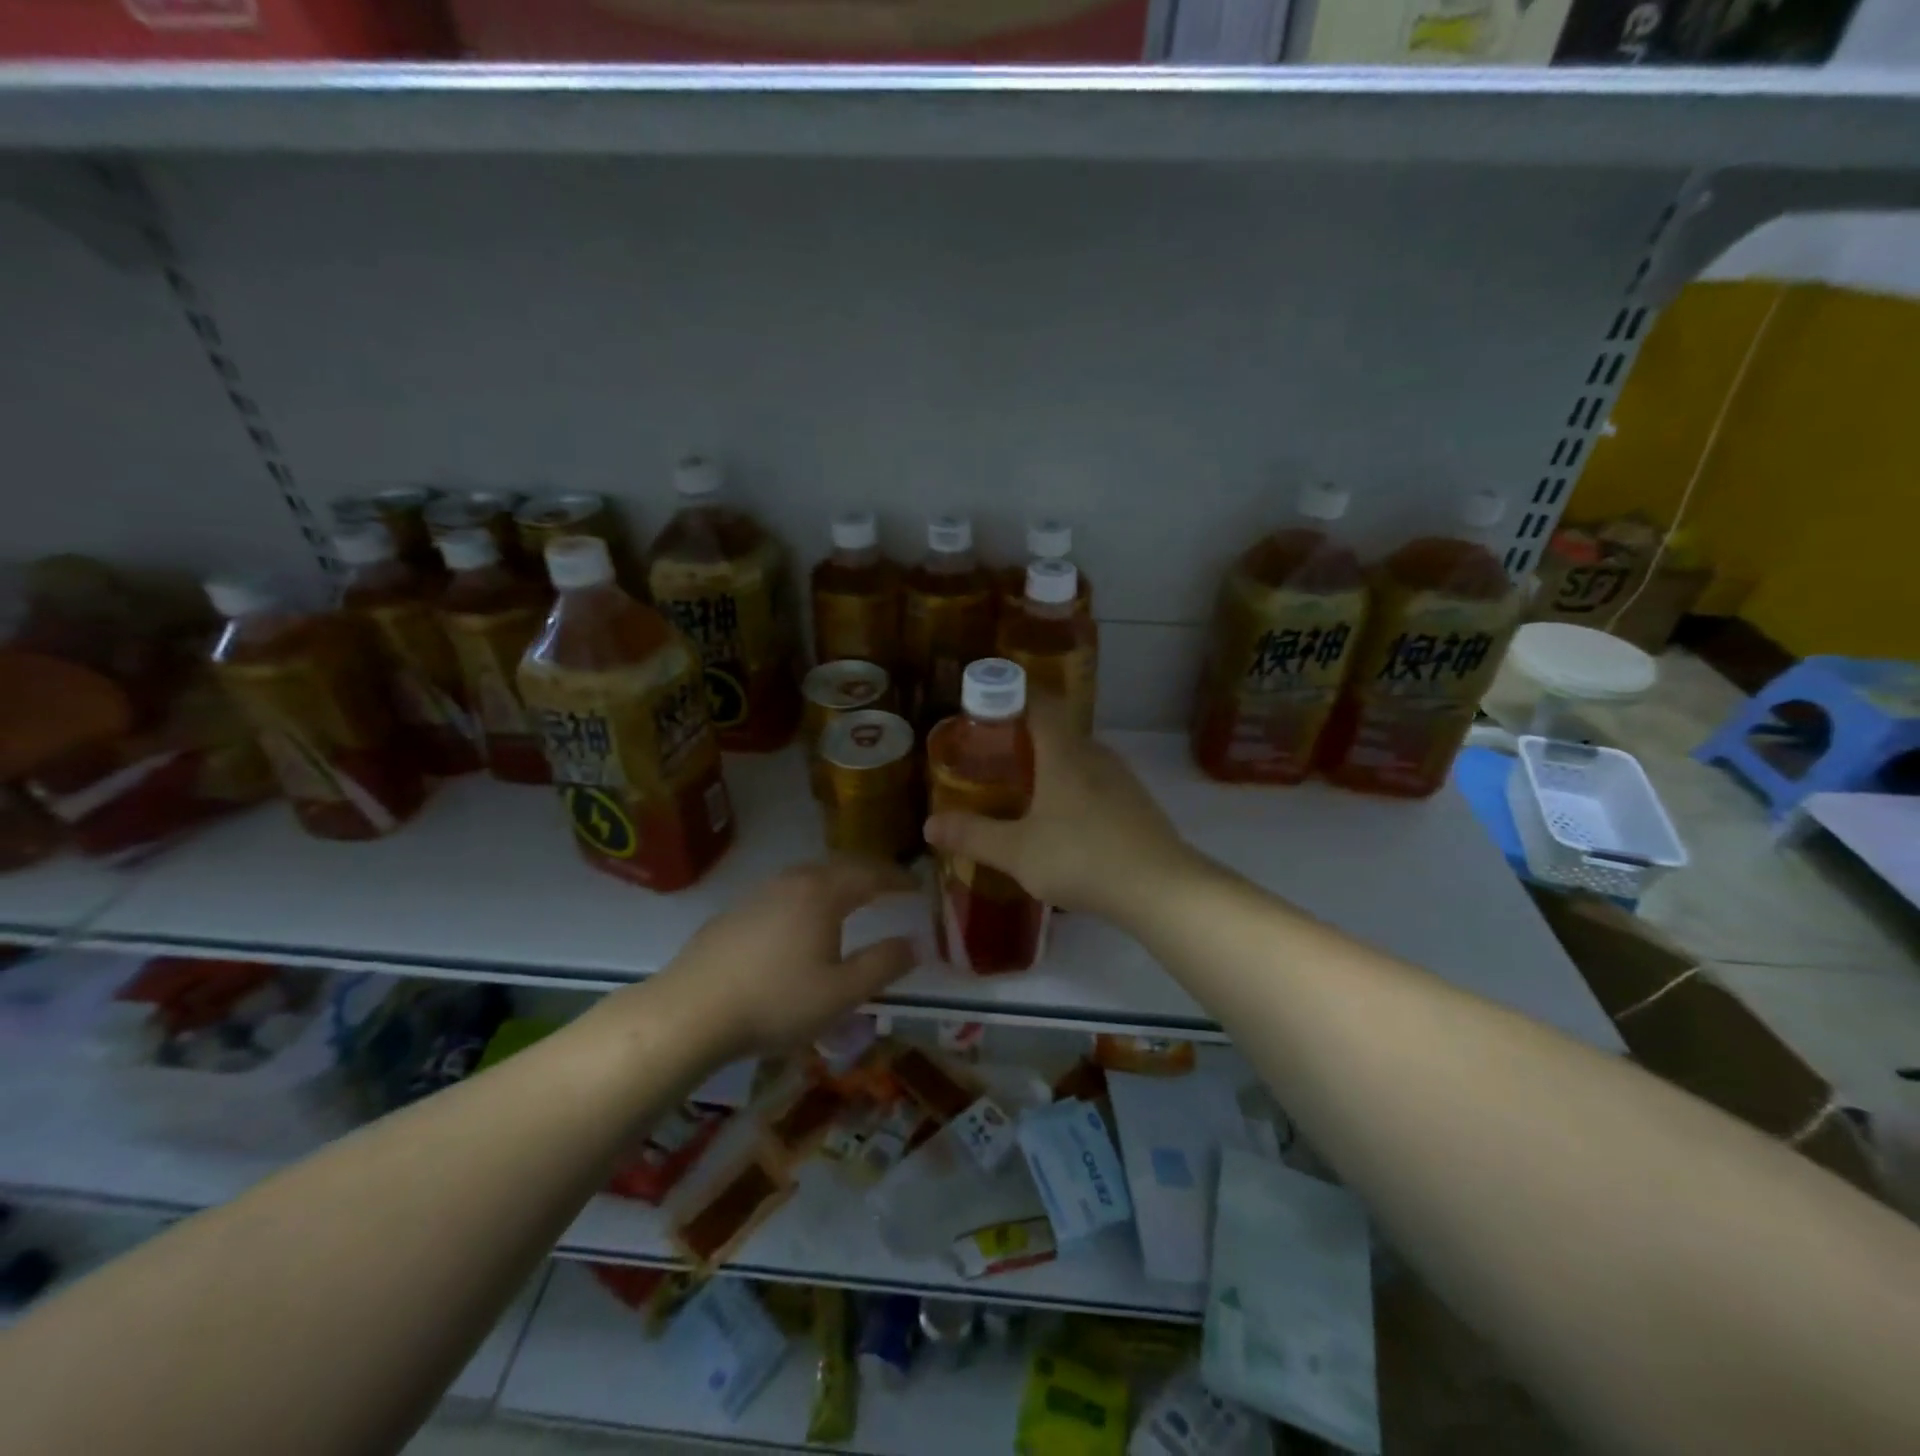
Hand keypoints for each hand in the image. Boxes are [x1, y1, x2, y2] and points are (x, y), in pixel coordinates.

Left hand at [642, 858, 916, 1060]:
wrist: (690, 1012)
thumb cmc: (776, 1002)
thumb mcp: (841, 993)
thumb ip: (883, 965)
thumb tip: (916, 943)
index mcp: (823, 892)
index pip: (871, 873)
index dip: (898, 878)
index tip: (917, 886)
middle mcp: (793, 881)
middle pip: (839, 867)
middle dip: (868, 874)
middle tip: (888, 887)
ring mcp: (759, 893)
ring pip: (808, 877)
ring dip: (836, 883)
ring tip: (849, 900)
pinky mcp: (734, 912)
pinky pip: (784, 892)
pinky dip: (807, 897)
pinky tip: (800, 922)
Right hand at [923, 698, 1197, 919]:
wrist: (1161, 888)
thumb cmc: (1082, 858)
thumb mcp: (1016, 852)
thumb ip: (972, 836)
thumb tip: (929, 824)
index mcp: (1065, 753)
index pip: (1040, 703)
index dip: (1012, 696)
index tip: (985, 708)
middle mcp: (1095, 755)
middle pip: (1058, 731)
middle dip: (1025, 738)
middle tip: (992, 758)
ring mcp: (1122, 780)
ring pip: (1079, 760)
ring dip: (1051, 767)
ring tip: (1022, 792)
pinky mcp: (1137, 805)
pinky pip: (1096, 784)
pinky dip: (1073, 791)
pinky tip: (1062, 824)